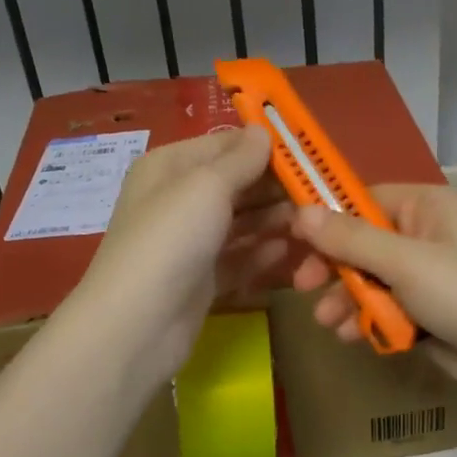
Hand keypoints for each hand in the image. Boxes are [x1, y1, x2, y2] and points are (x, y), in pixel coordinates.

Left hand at [67, 125, 293, 382]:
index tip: (308, 155)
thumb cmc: (170, 240)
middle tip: (319, 193)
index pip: (224, 146)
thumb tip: (263, 131)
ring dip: (275, 220)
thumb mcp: (206, 186)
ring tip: (313, 222)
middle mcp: (178, 199)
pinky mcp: (202, 279)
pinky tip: (291, 251)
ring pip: (241, 222)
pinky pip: (239, 258)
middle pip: (236, 185)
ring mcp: (190, 242)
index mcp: (170, 167)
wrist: (137, 325)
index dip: (264, 148)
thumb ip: (241, 159)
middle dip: (275, 187)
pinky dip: (263, 254)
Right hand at [288, 185, 456, 415]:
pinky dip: (369, 320)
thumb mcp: (405, 263)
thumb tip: (300, 210)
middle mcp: (425, 235)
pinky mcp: (429, 313)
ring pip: (370, 279)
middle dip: (334, 267)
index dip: (325, 218)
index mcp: (426, 207)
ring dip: (347, 298)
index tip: (290, 240)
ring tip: (329, 323)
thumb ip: (351, 238)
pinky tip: (352, 337)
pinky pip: (386, 308)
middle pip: (362, 242)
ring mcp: (428, 276)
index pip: (362, 199)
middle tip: (304, 287)